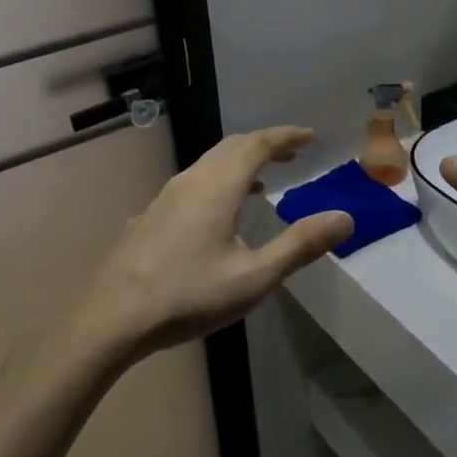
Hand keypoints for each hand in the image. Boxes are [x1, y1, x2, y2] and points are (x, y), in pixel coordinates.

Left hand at [79, 128, 352, 357]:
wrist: (111, 319)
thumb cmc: (188, 296)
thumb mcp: (255, 277)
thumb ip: (300, 245)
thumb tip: (345, 218)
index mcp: (218, 187)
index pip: (258, 144)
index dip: (286, 136)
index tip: (310, 137)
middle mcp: (191, 181)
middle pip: (232, 146)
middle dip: (265, 144)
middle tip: (293, 154)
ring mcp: (165, 197)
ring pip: (209, 163)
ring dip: (240, 162)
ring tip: (263, 180)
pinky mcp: (150, 216)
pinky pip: (192, 182)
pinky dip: (217, 180)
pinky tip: (218, 212)